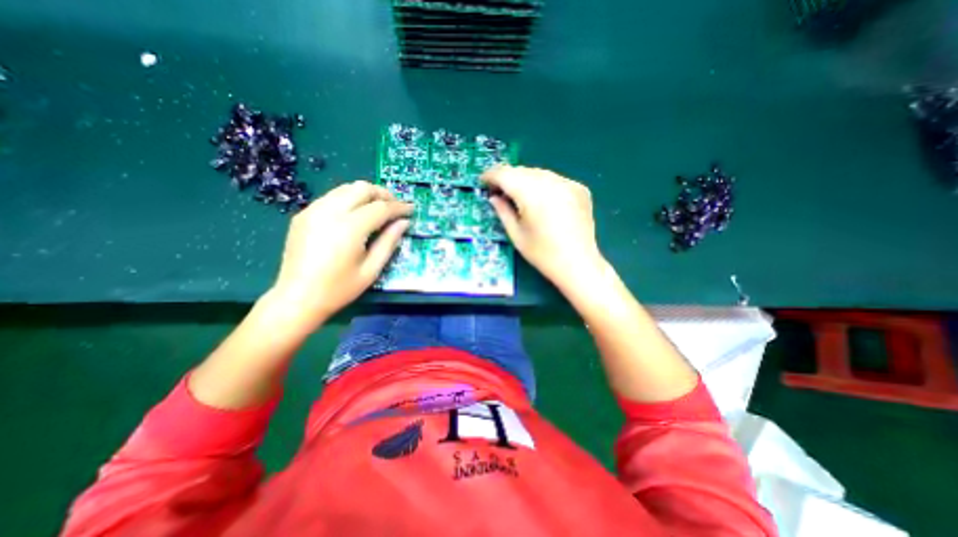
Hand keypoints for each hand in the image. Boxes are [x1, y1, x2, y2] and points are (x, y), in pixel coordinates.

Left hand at [266, 183, 410, 329]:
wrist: (297, 298)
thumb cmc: (339, 289)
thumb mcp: (371, 270)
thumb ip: (389, 242)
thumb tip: (403, 222)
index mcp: (350, 228)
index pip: (381, 207)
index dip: (399, 207)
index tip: (411, 209)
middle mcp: (330, 212)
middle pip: (362, 188)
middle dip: (383, 194)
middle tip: (395, 207)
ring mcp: (313, 210)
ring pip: (346, 188)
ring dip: (366, 194)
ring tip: (378, 208)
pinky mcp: (304, 214)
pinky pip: (332, 197)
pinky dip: (349, 199)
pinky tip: (355, 214)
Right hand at [479, 167, 604, 288]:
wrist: (578, 264)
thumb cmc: (542, 254)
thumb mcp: (516, 235)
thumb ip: (502, 211)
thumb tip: (494, 197)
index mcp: (532, 194)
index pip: (505, 174)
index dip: (491, 175)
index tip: (483, 182)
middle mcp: (551, 182)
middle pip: (522, 171)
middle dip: (508, 178)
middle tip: (500, 192)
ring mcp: (568, 184)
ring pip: (539, 173)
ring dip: (525, 180)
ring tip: (520, 196)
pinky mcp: (580, 189)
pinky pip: (555, 180)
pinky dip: (543, 186)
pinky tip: (542, 201)